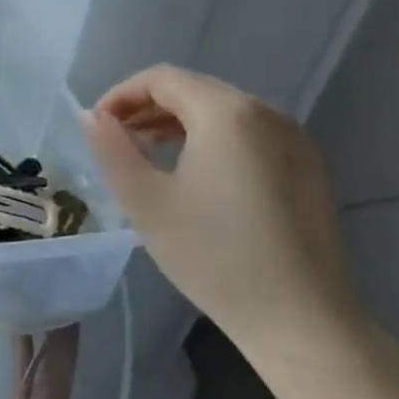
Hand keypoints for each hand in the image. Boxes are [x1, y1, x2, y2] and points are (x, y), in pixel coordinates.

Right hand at [81, 65, 374, 376]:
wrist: (301, 319)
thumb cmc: (213, 255)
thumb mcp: (145, 200)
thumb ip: (111, 148)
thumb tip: (90, 116)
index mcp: (227, 113)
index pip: (162, 78)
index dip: (121, 94)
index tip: (97, 126)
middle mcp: (267, 114)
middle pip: (194, 90)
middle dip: (148, 107)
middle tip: (116, 140)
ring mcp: (294, 140)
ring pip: (223, 111)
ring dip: (178, 122)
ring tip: (148, 154)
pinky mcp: (308, 168)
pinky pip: (249, 133)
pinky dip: (212, 138)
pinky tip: (194, 174)